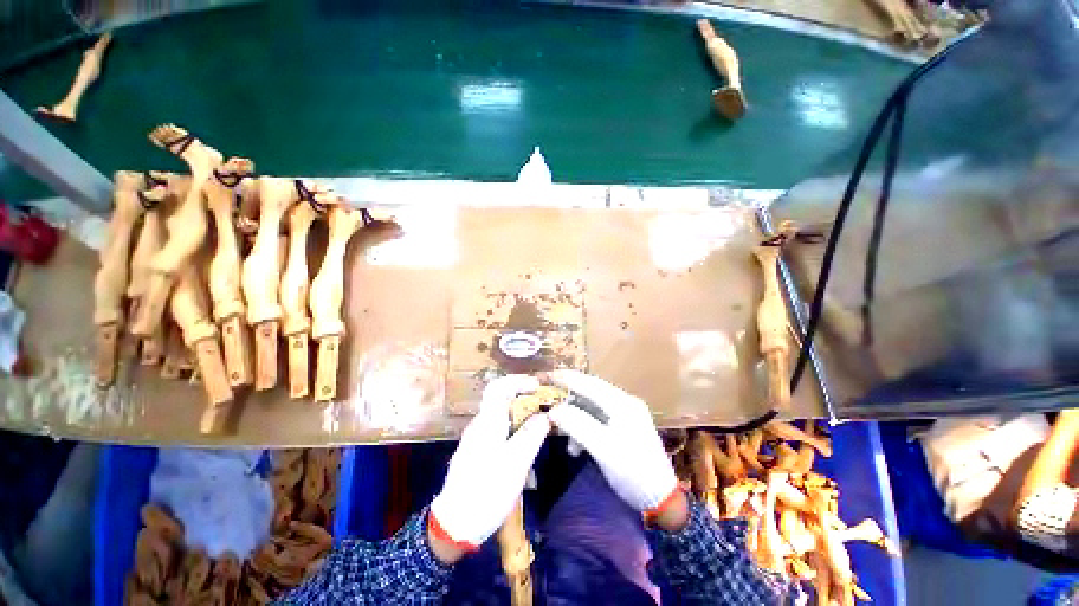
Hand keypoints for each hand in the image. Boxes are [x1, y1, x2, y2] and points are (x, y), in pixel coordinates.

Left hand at [429, 375, 550, 560]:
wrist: (455, 524)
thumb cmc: (487, 491)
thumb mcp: (516, 463)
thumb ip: (531, 434)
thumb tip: (546, 415)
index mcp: (487, 422)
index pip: (499, 387)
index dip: (519, 382)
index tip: (538, 387)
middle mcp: (480, 424)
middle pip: (501, 400)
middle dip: (524, 399)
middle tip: (545, 408)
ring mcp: (476, 438)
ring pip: (501, 417)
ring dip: (521, 416)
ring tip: (539, 429)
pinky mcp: (476, 452)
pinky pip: (498, 431)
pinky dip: (514, 430)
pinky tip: (523, 448)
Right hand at [547, 370, 678, 514]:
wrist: (662, 500)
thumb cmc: (633, 472)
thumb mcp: (602, 448)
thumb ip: (577, 424)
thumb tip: (553, 410)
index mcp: (622, 403)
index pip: (589, 382)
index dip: (566, 378)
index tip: (545, 375)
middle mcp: (624, 402)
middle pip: (589, 392)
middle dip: (568, 399)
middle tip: (548, 405)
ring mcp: (626, 414)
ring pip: (592, 407)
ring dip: (575, 418)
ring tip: (562, 435)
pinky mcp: (624, 427)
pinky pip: (598, 419)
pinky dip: (584, 428)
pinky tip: (576, 447)